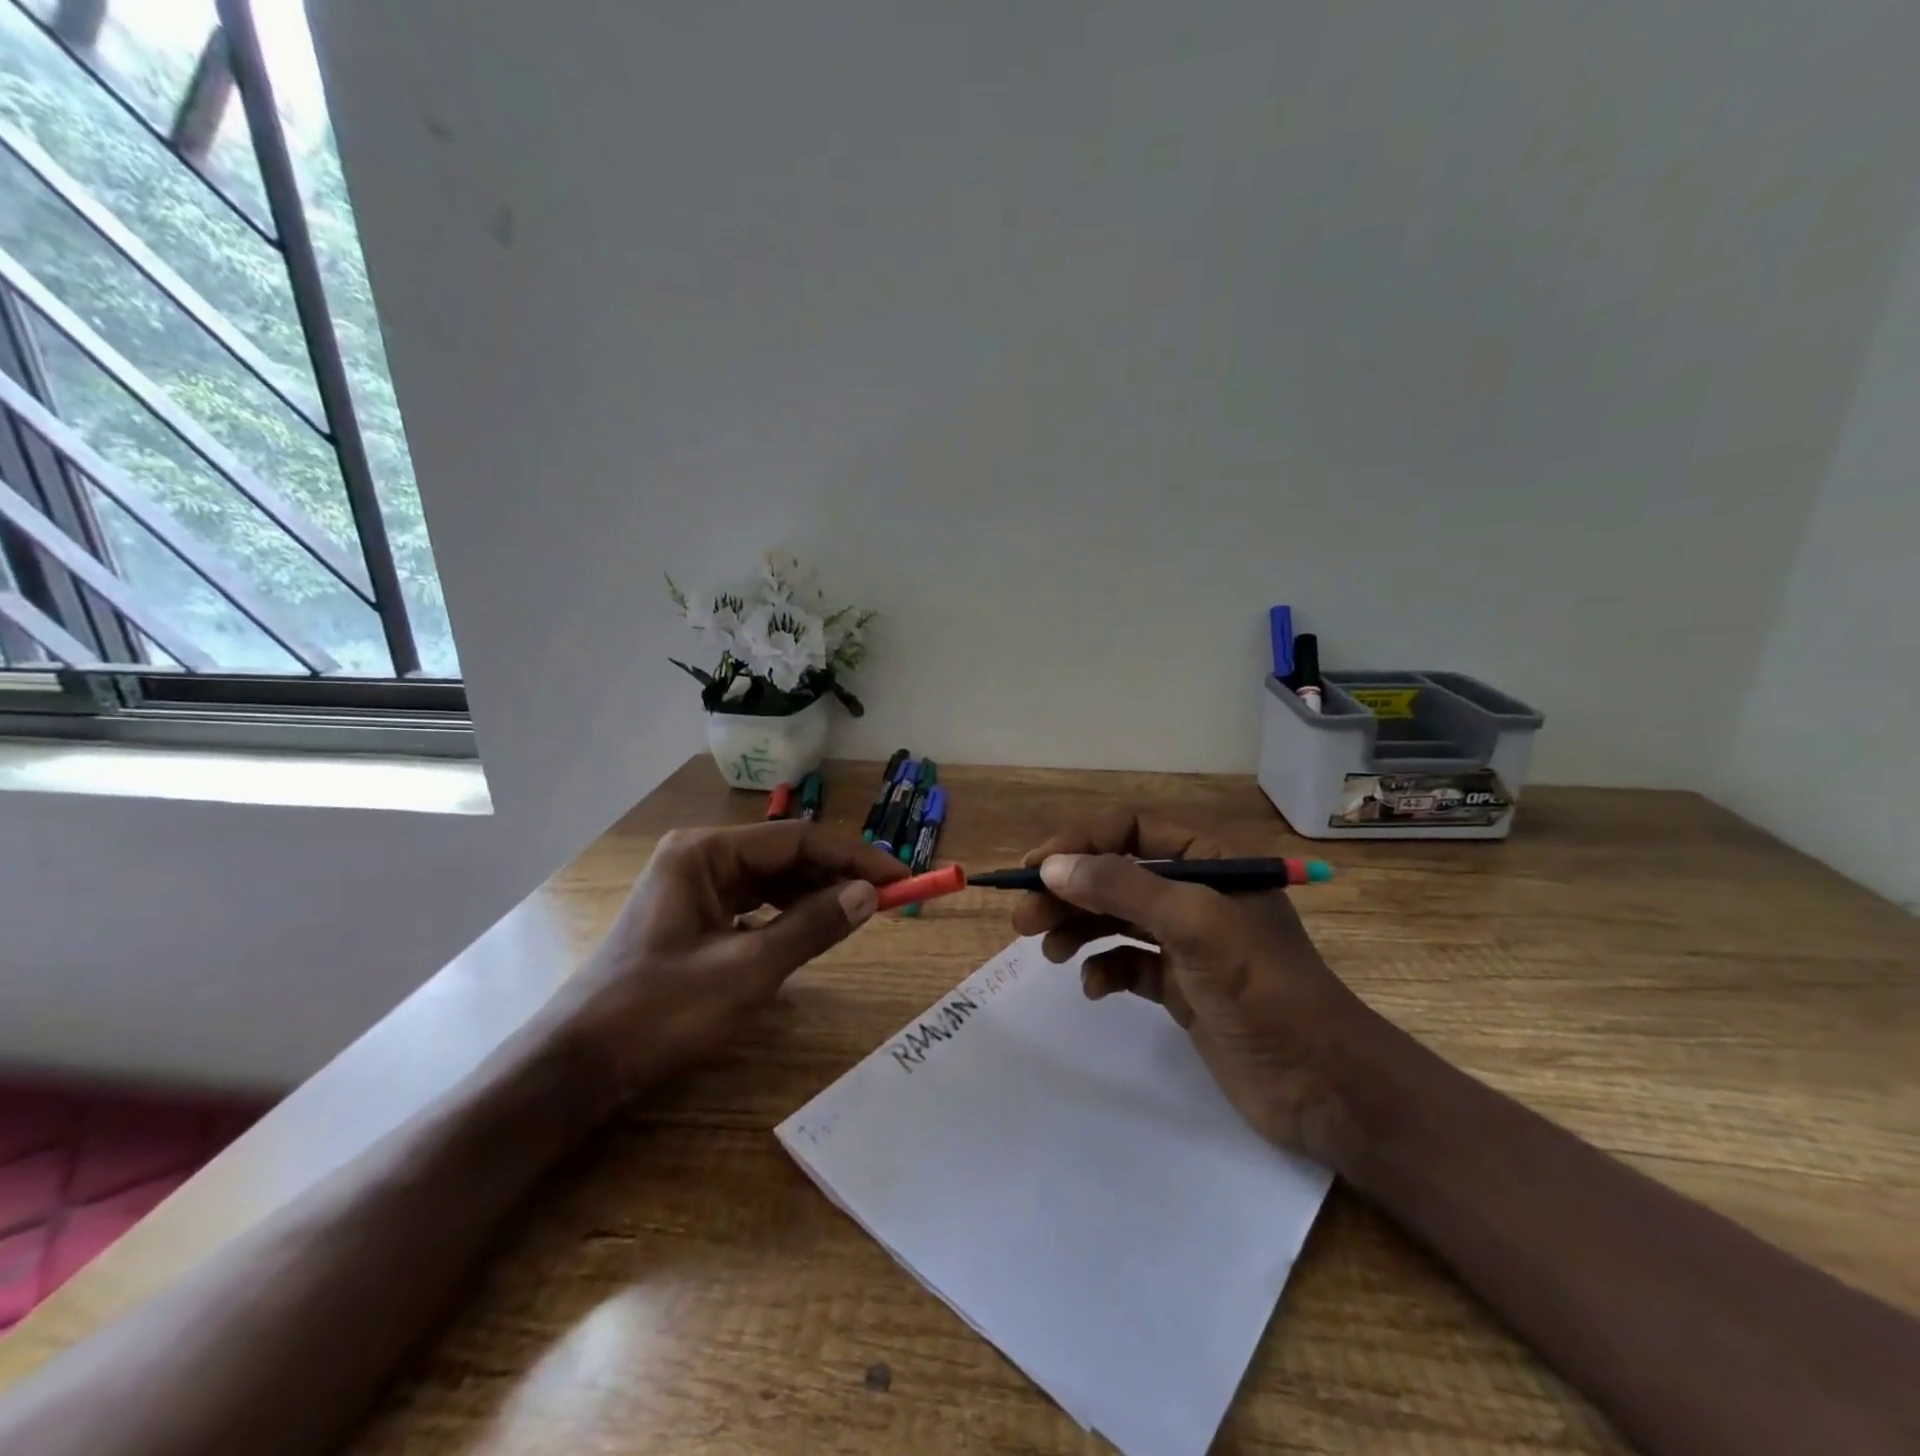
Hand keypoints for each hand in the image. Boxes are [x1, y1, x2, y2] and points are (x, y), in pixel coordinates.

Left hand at [564, 821, 908, 1094]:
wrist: (578, 1068)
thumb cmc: (661, 1011)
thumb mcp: (748, 970)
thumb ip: (812, 926)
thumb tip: (869, 894)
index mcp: (706, 853)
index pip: (798, 839)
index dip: (854, 857)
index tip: (900, 878)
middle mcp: (699, 858)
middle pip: (784, 855)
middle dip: (836, 875)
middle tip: (886, 899)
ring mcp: (692, 888)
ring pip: (770, 880)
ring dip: (814, 895)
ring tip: (856, 915)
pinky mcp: (691, 918)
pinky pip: (752, 904)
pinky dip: (786, 914)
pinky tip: (809, 931)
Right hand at [1011, 810, 1387, 1167]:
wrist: (1322, 1085)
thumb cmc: (1262, 989)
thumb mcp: (1193, 925)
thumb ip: (1122, 889)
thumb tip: (1052, 866)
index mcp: (1211, 859)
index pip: (1130, 829)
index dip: (1078, 842)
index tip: (1033, 868)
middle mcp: (1198, 892)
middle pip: (1116, 875)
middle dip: (1069, 892)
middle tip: (1023, 919)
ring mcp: (1190, 941)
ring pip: (1117, 919)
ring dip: (1079, 928)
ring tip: (1049, 951)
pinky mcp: (1183, 985)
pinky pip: (1130, 963)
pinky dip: (1106, 970)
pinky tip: (1095, 988)